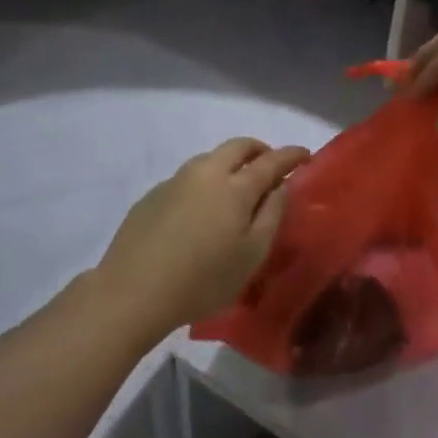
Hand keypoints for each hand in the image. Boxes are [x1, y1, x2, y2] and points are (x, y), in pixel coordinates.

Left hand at [97, 138, 309, 339]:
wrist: (133, 291)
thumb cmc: (203, 280)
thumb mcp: (251, 256)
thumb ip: (272, 215)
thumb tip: (280, 186)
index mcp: (235, 187)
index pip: (271, 160)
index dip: (291, 155)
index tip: (305, 154)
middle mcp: (206, 172)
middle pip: (238, 146)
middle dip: (259, 149)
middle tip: (271, 164)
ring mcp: (175, 180)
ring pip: (210, 158)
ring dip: (230, 163)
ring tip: (236, 187)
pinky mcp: (153, 195)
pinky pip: (188, 177)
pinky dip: (205, 182)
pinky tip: (200, 211)